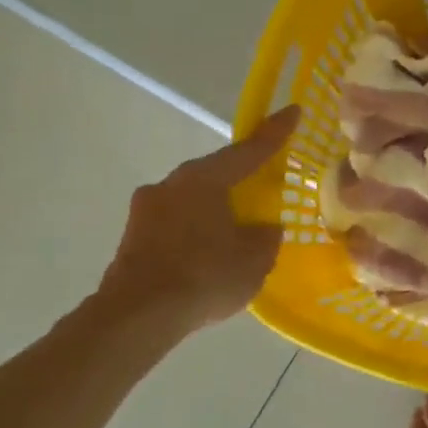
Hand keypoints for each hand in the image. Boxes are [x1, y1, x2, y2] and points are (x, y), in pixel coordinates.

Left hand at [98, 105, 298, 327]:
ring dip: (217, 209)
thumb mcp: (255, 257)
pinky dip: (197, 232)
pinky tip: (211, 255)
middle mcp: (172, 184)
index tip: (293, 110)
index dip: (275, 132)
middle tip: (265, 186)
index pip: (249, 150)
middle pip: (216, 173)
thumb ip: (265, 235)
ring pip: (194, 200)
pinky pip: (177, 224)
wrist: (136, 317)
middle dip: (241, 178)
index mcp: (204, 179)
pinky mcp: (134, 238)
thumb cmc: (204, 276)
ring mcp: (147, 210)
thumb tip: (263, 227)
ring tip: (238, 231)